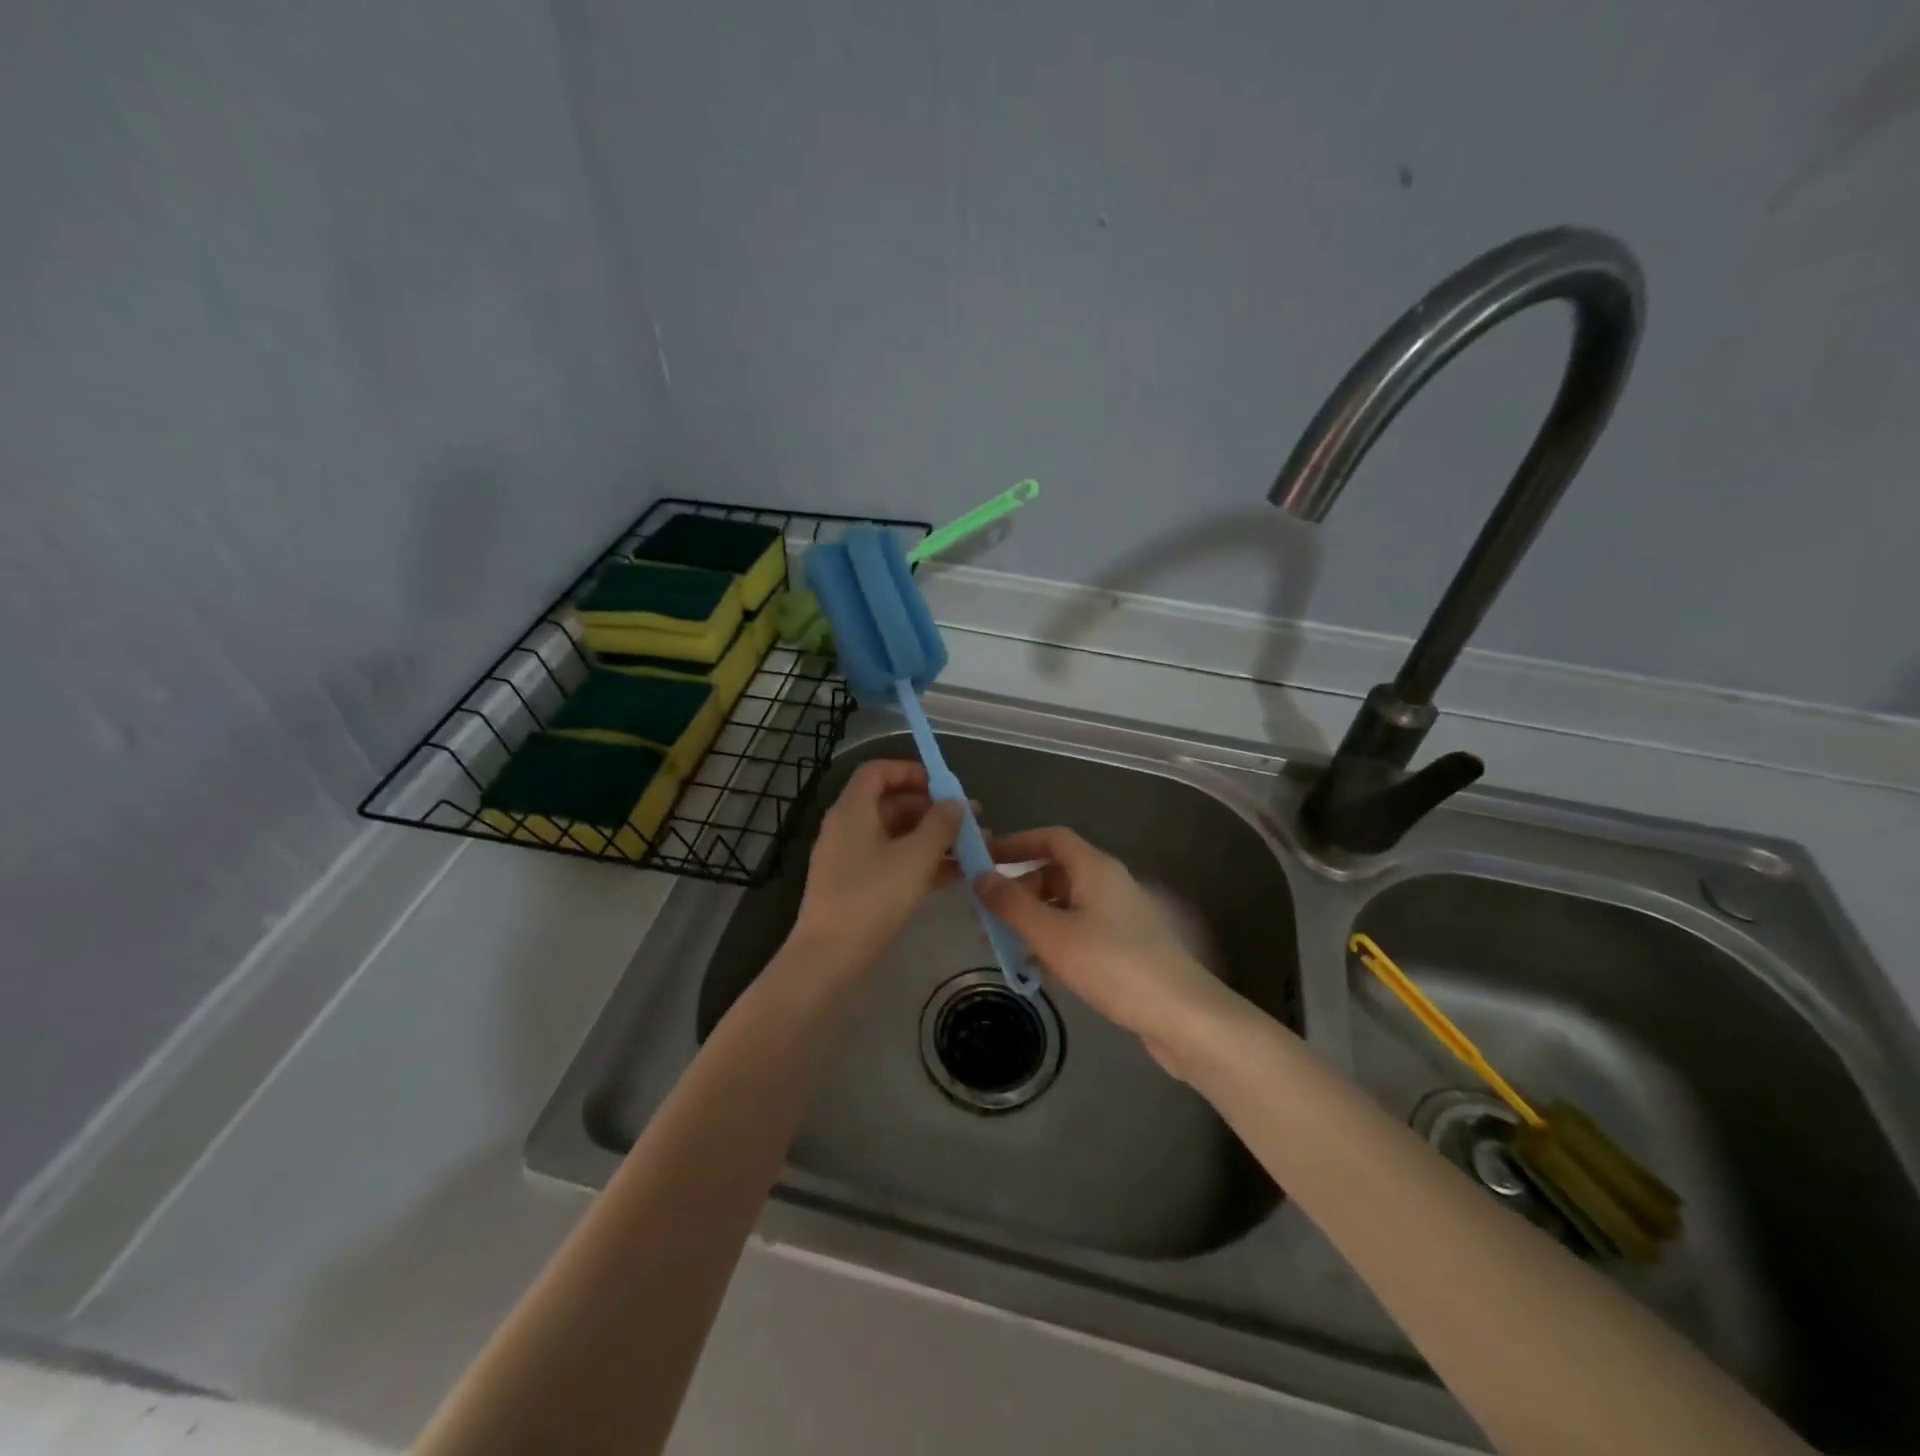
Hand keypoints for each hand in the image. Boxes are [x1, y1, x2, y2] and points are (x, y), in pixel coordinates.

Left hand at [791, 760, 963, 968]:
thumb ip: (940, 825)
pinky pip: (893, 862)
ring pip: (896, 836)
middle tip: (969, 820)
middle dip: (932, 809)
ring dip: (933, 838)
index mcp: (853, 811)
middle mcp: (848, 828)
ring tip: (973, 848)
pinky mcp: (857, 887)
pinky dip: (921, 863)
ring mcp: (851, 860)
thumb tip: (955, 803)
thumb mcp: (915, 858)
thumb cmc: (872, 899)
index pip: (878, 772)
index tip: (944, 785)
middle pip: (891, 804)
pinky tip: (956, 876)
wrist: (830, 960)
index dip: (911, 771)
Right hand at [975, 827, 1245, 1076]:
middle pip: (1055, 872)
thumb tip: (979, 876)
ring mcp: (1118, 916)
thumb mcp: (1052, 934)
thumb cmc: (1112, 964)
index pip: (1051, 838)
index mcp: (1094, 868)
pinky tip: (1033, 969)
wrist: (1180, 1014)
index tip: (983, 860)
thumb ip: (1012, 904)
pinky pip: (1077, 931)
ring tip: (1000, 946)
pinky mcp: (1123, 946)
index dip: (1017, 843)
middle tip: (986, 913)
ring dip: (1031, 919)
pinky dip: (1052, 941)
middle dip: (1018, 890)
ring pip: (1064, 905)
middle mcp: (1107, 884)